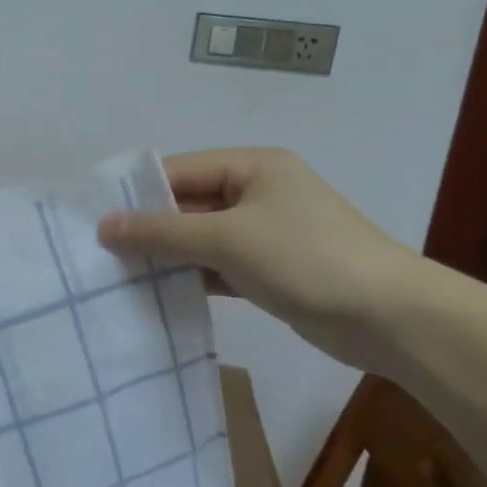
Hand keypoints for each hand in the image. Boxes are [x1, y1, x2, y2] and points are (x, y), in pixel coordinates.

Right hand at [97, 148, 424, 369]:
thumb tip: (103, 226)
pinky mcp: (271, 269)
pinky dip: (192, 275)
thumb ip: (162, 232)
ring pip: (200, 237)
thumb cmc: (306, 259)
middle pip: (188, 204)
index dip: (137, 194)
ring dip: (167, 254)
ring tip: (118, 273)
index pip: (179, 171)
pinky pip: (218, 264)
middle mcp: (257, 192)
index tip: (94, 218)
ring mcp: (265, 232)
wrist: (392, 319)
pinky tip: (157, 291)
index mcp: (252, 167)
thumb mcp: (226, 239)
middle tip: (100, 250)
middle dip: (149, 227)